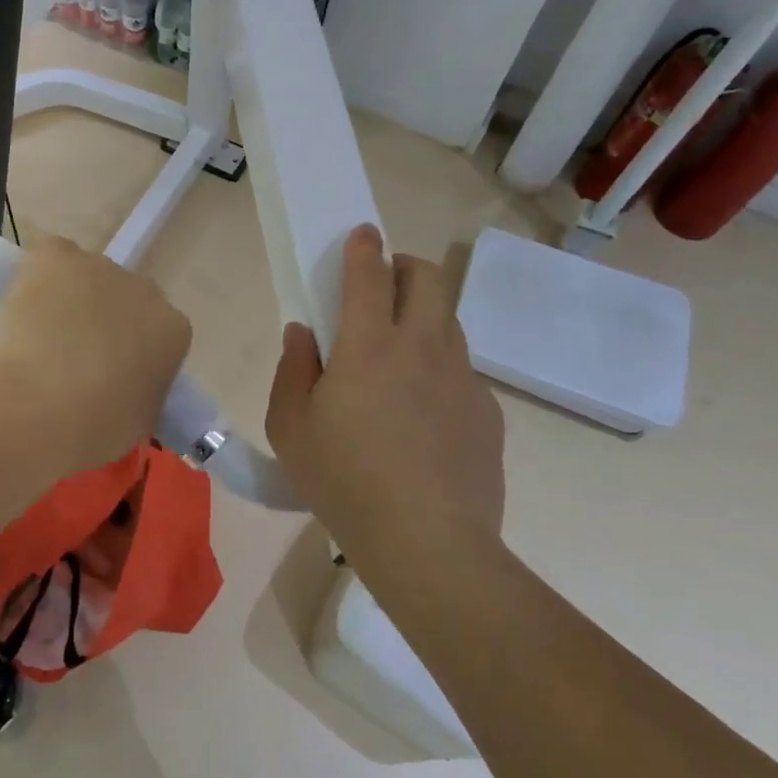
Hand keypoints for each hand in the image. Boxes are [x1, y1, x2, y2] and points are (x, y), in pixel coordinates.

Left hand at [0, 236, 191, 478]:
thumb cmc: (91, 429)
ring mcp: (99, 267)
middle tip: (73, 357)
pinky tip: (22, 307)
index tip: (109, 376)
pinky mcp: (56, 255)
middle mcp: (145, 289)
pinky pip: (50, 258)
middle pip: (125, 299)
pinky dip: (38, 276)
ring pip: (85, 279)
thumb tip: (125, 388)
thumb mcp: (137, 423)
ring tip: (38, 337)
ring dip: (70, 300)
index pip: (159, 334)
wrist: (33, 406)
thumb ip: (141, 393)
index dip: (132, 352)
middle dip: (105, 320)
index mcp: (173, 331)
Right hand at [265, 225, 504, 556]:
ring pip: (449, 320)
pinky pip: (462, 371)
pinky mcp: (487, 411)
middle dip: (406, 266)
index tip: (362, 234)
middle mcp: (422, 347)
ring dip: (425, 315)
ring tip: (401, 350)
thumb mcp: (291, 428)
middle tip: (385, 284)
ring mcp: (462, 378)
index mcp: (369, 345)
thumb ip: (293, 369)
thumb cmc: (345, 481)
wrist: (429, 544)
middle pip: (428, 278)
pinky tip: (424, 413)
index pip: (370, 274)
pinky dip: (440, 369)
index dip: (363, 246)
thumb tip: (303, 333)